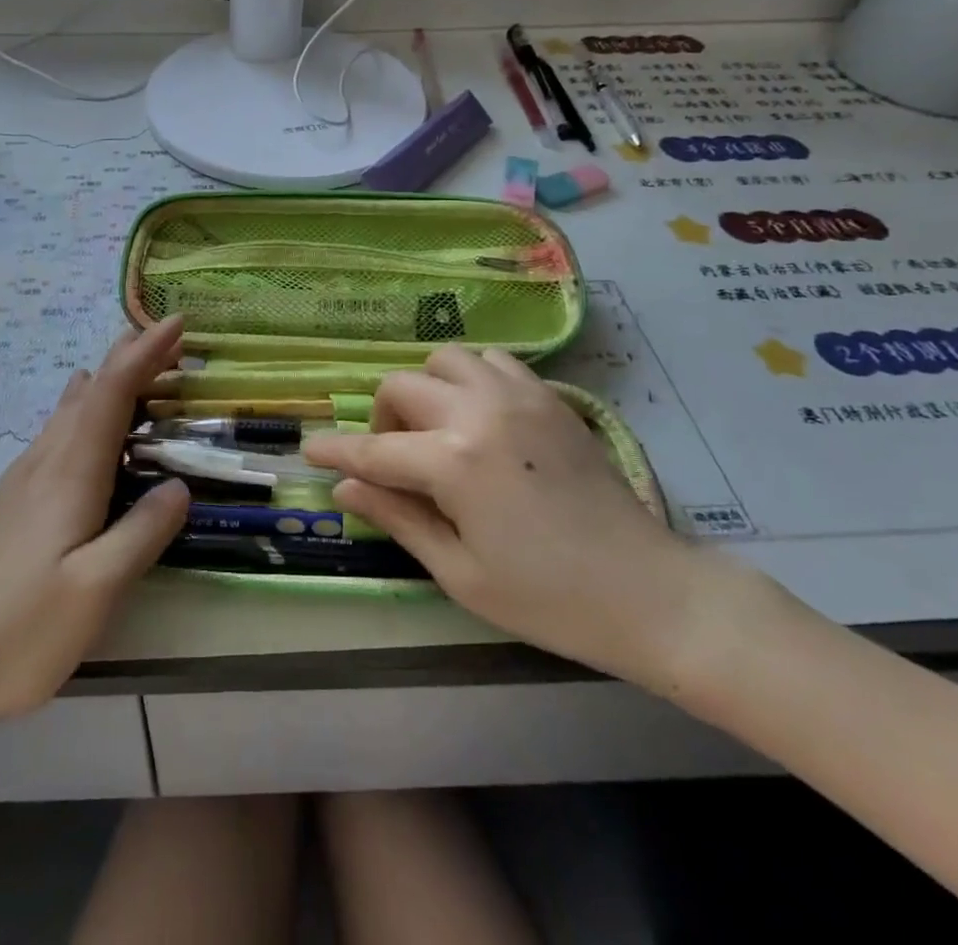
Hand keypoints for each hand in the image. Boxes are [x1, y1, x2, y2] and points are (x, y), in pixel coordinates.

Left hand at [0, 318, 189, 756]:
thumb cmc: (22, 631)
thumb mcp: (96, 590)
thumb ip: (143, 533)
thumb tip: (179, 485)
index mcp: (69, 474)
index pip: (112, 393)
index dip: (145, 353)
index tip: (177, 321)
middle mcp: (45, 462)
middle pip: (92, 391)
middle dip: (131, 357)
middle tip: (170, 337)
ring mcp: (23, 480)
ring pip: (72, 409)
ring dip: (110, 380)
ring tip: (139, 365)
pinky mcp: (14, 501)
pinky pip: (59, 432)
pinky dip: (89, 409)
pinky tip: (88, 418)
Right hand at [306, 345, 750, 692]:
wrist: (648, 591)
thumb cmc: (547, 598)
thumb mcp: (460, 573)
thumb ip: (397, 518)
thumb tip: (344, 491)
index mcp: (453, 462)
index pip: (374, 449)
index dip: (336, 452)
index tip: (309, 451)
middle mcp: (478, 412)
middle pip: (402, 386)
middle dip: (382, 418)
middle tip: (392, 458)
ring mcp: (518, 396)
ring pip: (446, 359)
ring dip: (427, 387)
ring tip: (436, 428)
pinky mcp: (549, 397)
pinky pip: (494, 362)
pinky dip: (471, 378)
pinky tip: (479, 416)